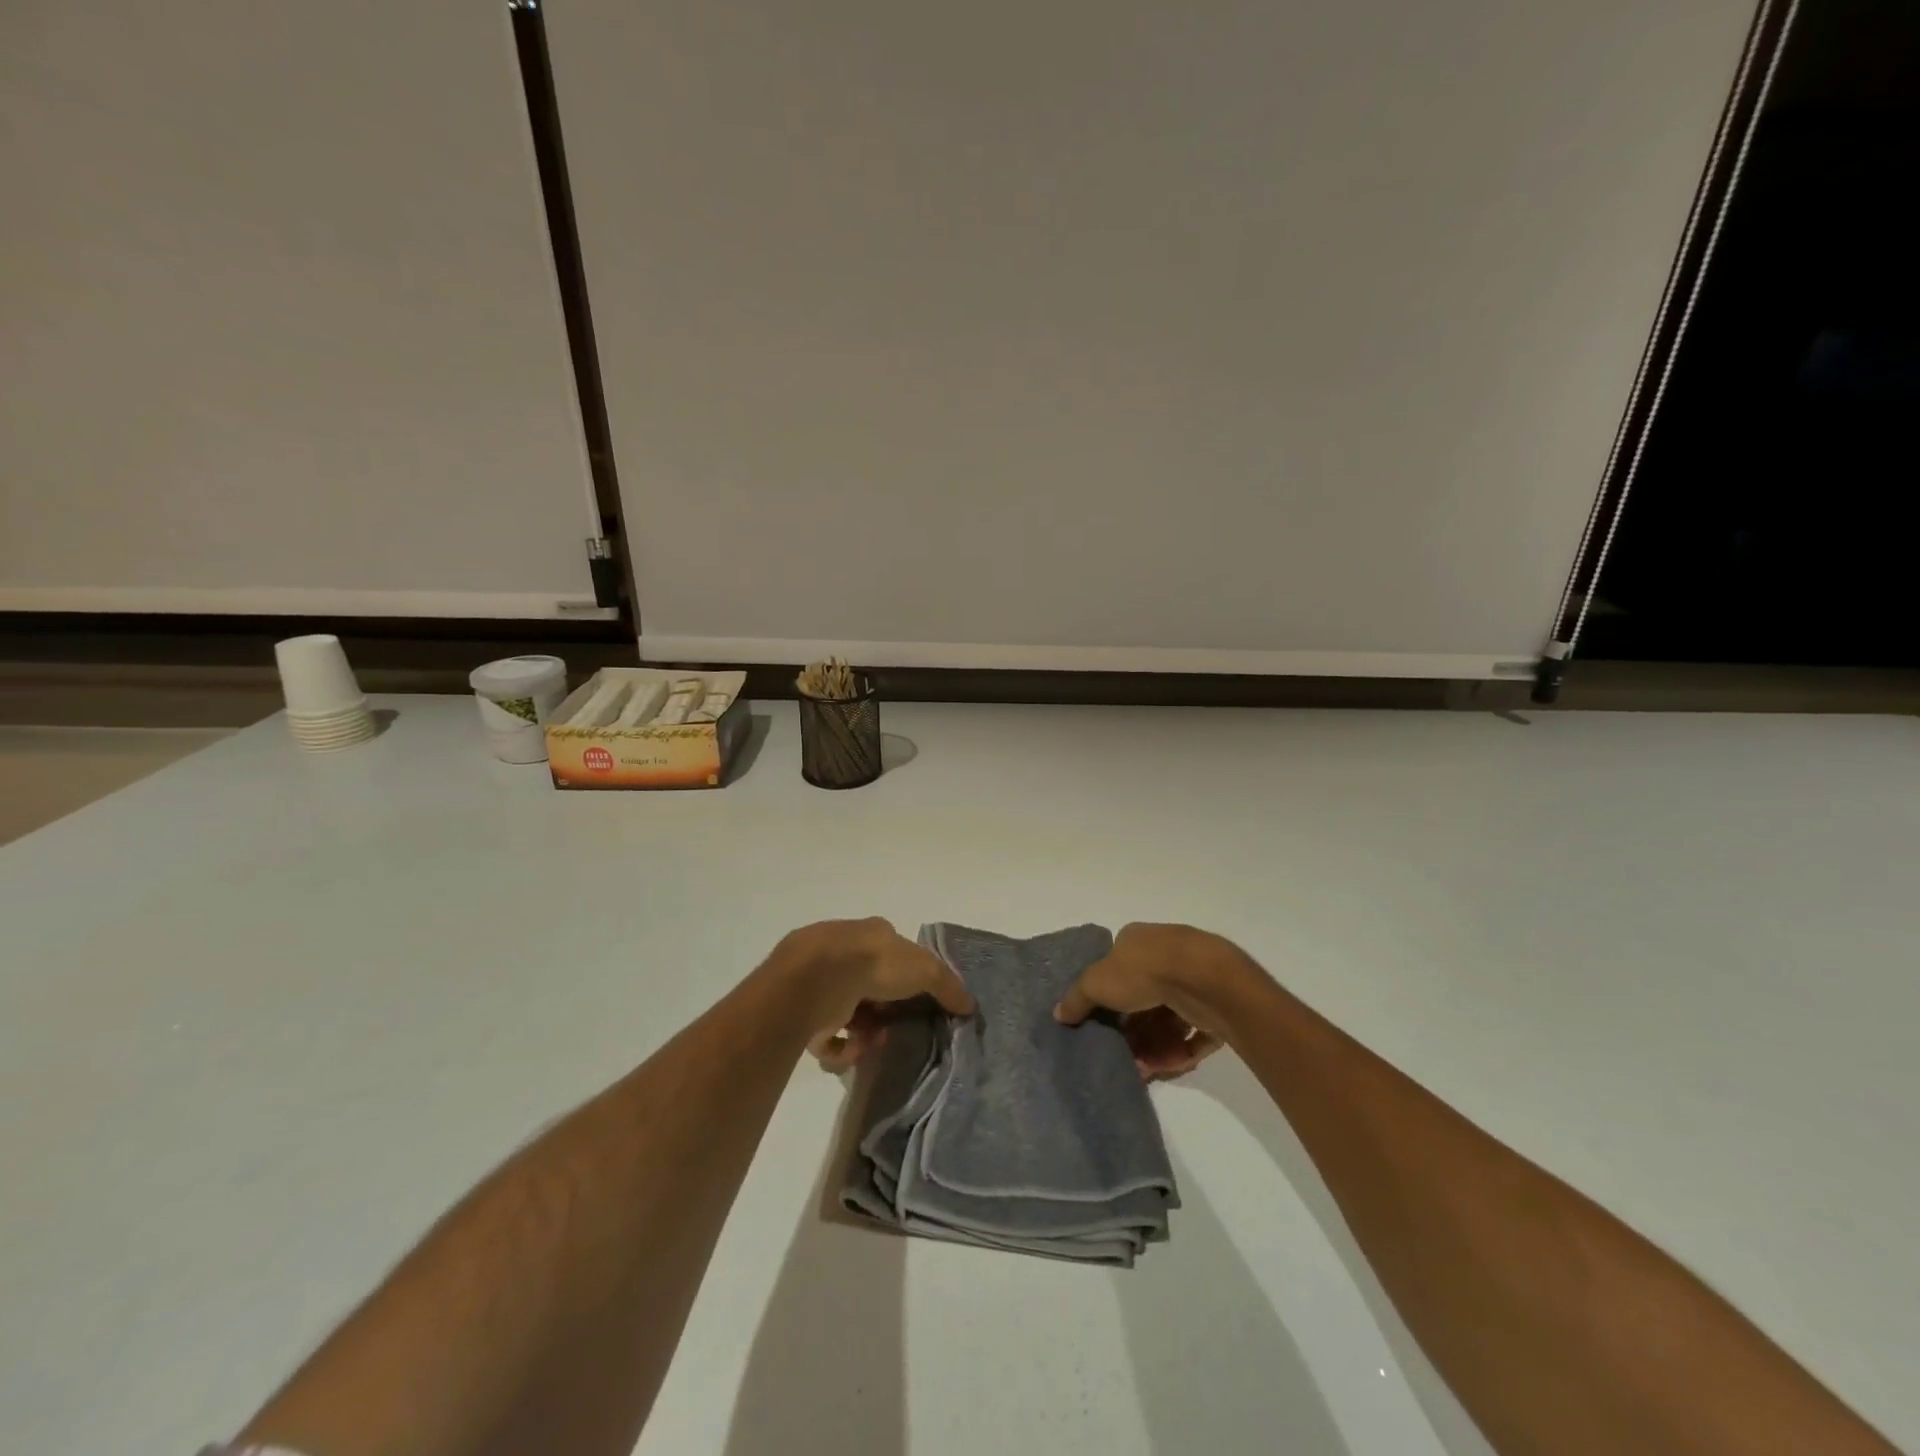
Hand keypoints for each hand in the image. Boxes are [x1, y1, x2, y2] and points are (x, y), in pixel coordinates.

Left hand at [778, 918, 973, 1070]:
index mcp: (872, 935)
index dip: (909, 979)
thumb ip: (948, 986)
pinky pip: (826, 1037)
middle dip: (886, 1011)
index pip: (894, 954)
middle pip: (872, 987)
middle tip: (896, 1028)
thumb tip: (970, 1006)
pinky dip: (842, 1048)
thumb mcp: (925, 969)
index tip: (918, 1003)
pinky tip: (853, 1050)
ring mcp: (821, 981)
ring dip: (866, 1032)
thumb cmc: (875, 963)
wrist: (819, 977)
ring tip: (873, 1042)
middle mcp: (844, 953)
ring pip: (850, 1013)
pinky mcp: (803, 1011)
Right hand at [1054, 923, 1253, 1080]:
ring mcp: (1192, 983)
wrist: (1203, 980)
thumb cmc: (1144, 971)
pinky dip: (1181, 1052)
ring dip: (1155, 1047)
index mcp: (1137, 942)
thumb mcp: (1097, 982)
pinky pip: (1193, 1035)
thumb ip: (1077, 999)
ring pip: (1168, 1021)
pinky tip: (1169, 1066)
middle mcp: (1166, 957)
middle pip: (1143, 1000)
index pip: (1117, 969)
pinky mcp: (1214, 1008)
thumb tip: (1059, 1013)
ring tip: (1145, 1070)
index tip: (1101, 1024)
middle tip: (1124, 1056)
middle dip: (1132, 1031)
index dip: (1107, 998)